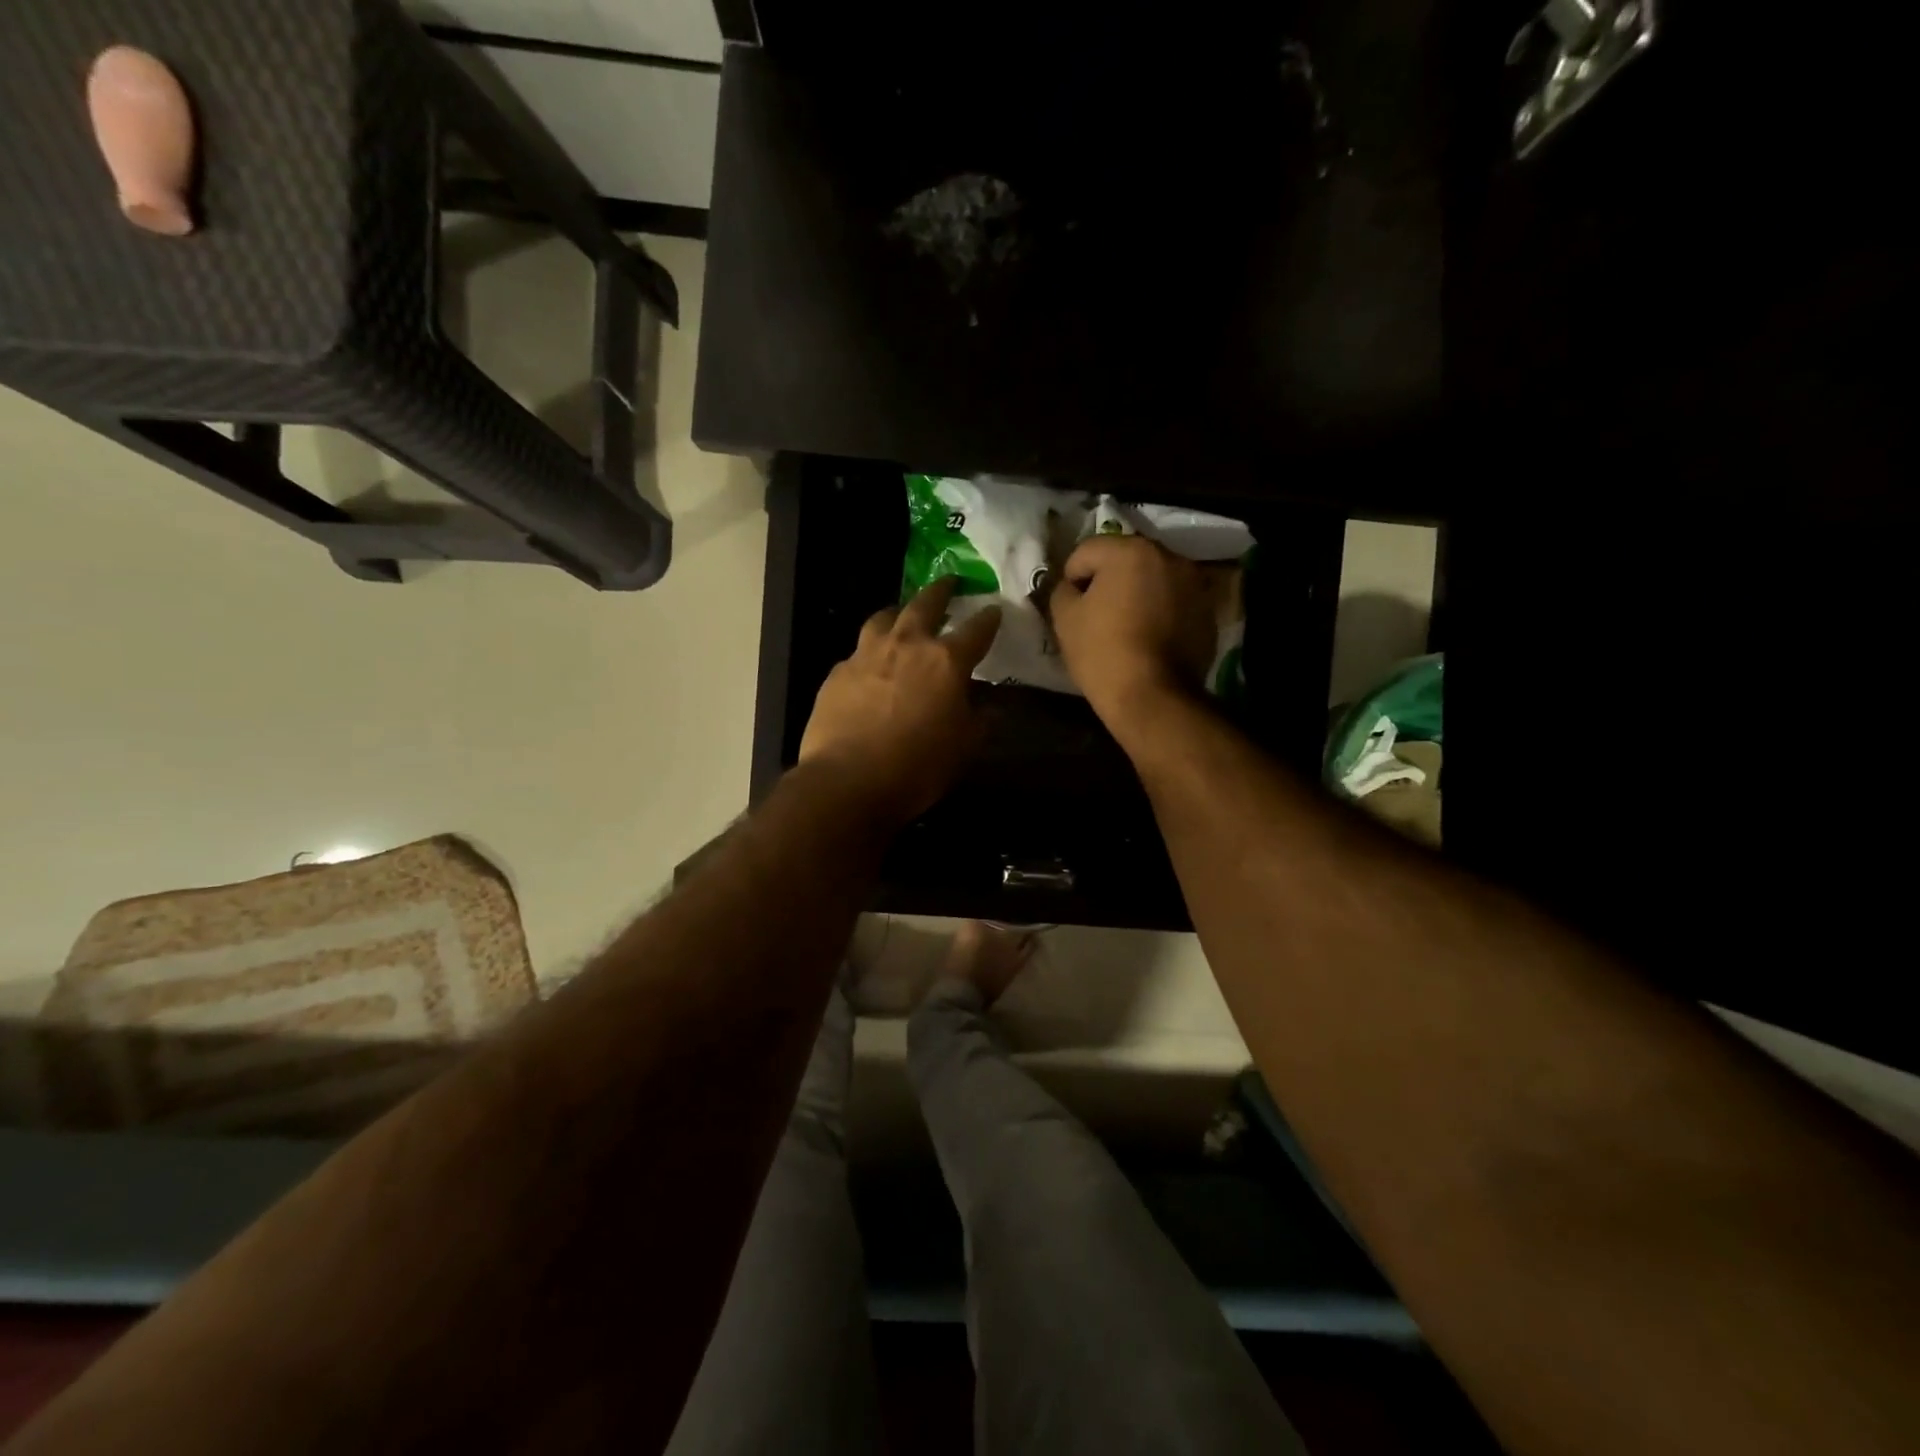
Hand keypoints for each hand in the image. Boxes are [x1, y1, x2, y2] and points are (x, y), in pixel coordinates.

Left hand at [800, 578, 1001, 826]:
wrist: (847, 780)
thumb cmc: (917, 766)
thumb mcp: (963, 747)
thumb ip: (980, 720)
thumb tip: (991, 706)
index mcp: (945, 661)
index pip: (976, 629)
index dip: (989, 619)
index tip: (995, 610)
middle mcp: (906, 645)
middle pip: (925, 604)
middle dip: (941, 591)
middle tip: (948, 582)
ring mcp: (866, 654)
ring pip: (884, 618)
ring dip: (898, 613)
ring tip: (902, 616)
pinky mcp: (838, 672)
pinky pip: (858, 652)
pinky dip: (870, 653)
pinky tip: (870, 667)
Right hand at [1049, 535, 1216, 731]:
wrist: (1154, 698)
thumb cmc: (1103, 653)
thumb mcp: (1064, 619)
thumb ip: (1062, 590)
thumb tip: (1072, 587)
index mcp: (1130, 551)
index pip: (1086, 552)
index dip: (1071, 580)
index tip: (1071, 610)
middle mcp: (1169, 556)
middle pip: (1124, 560)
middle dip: (1108, 582)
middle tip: (1097, 616)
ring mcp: (1194, 583)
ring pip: (1152, 579)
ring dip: (1137, 594)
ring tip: (1126, 628)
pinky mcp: (1207, 611)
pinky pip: (1173, 601)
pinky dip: (1160, 611)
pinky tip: (1150, 639)